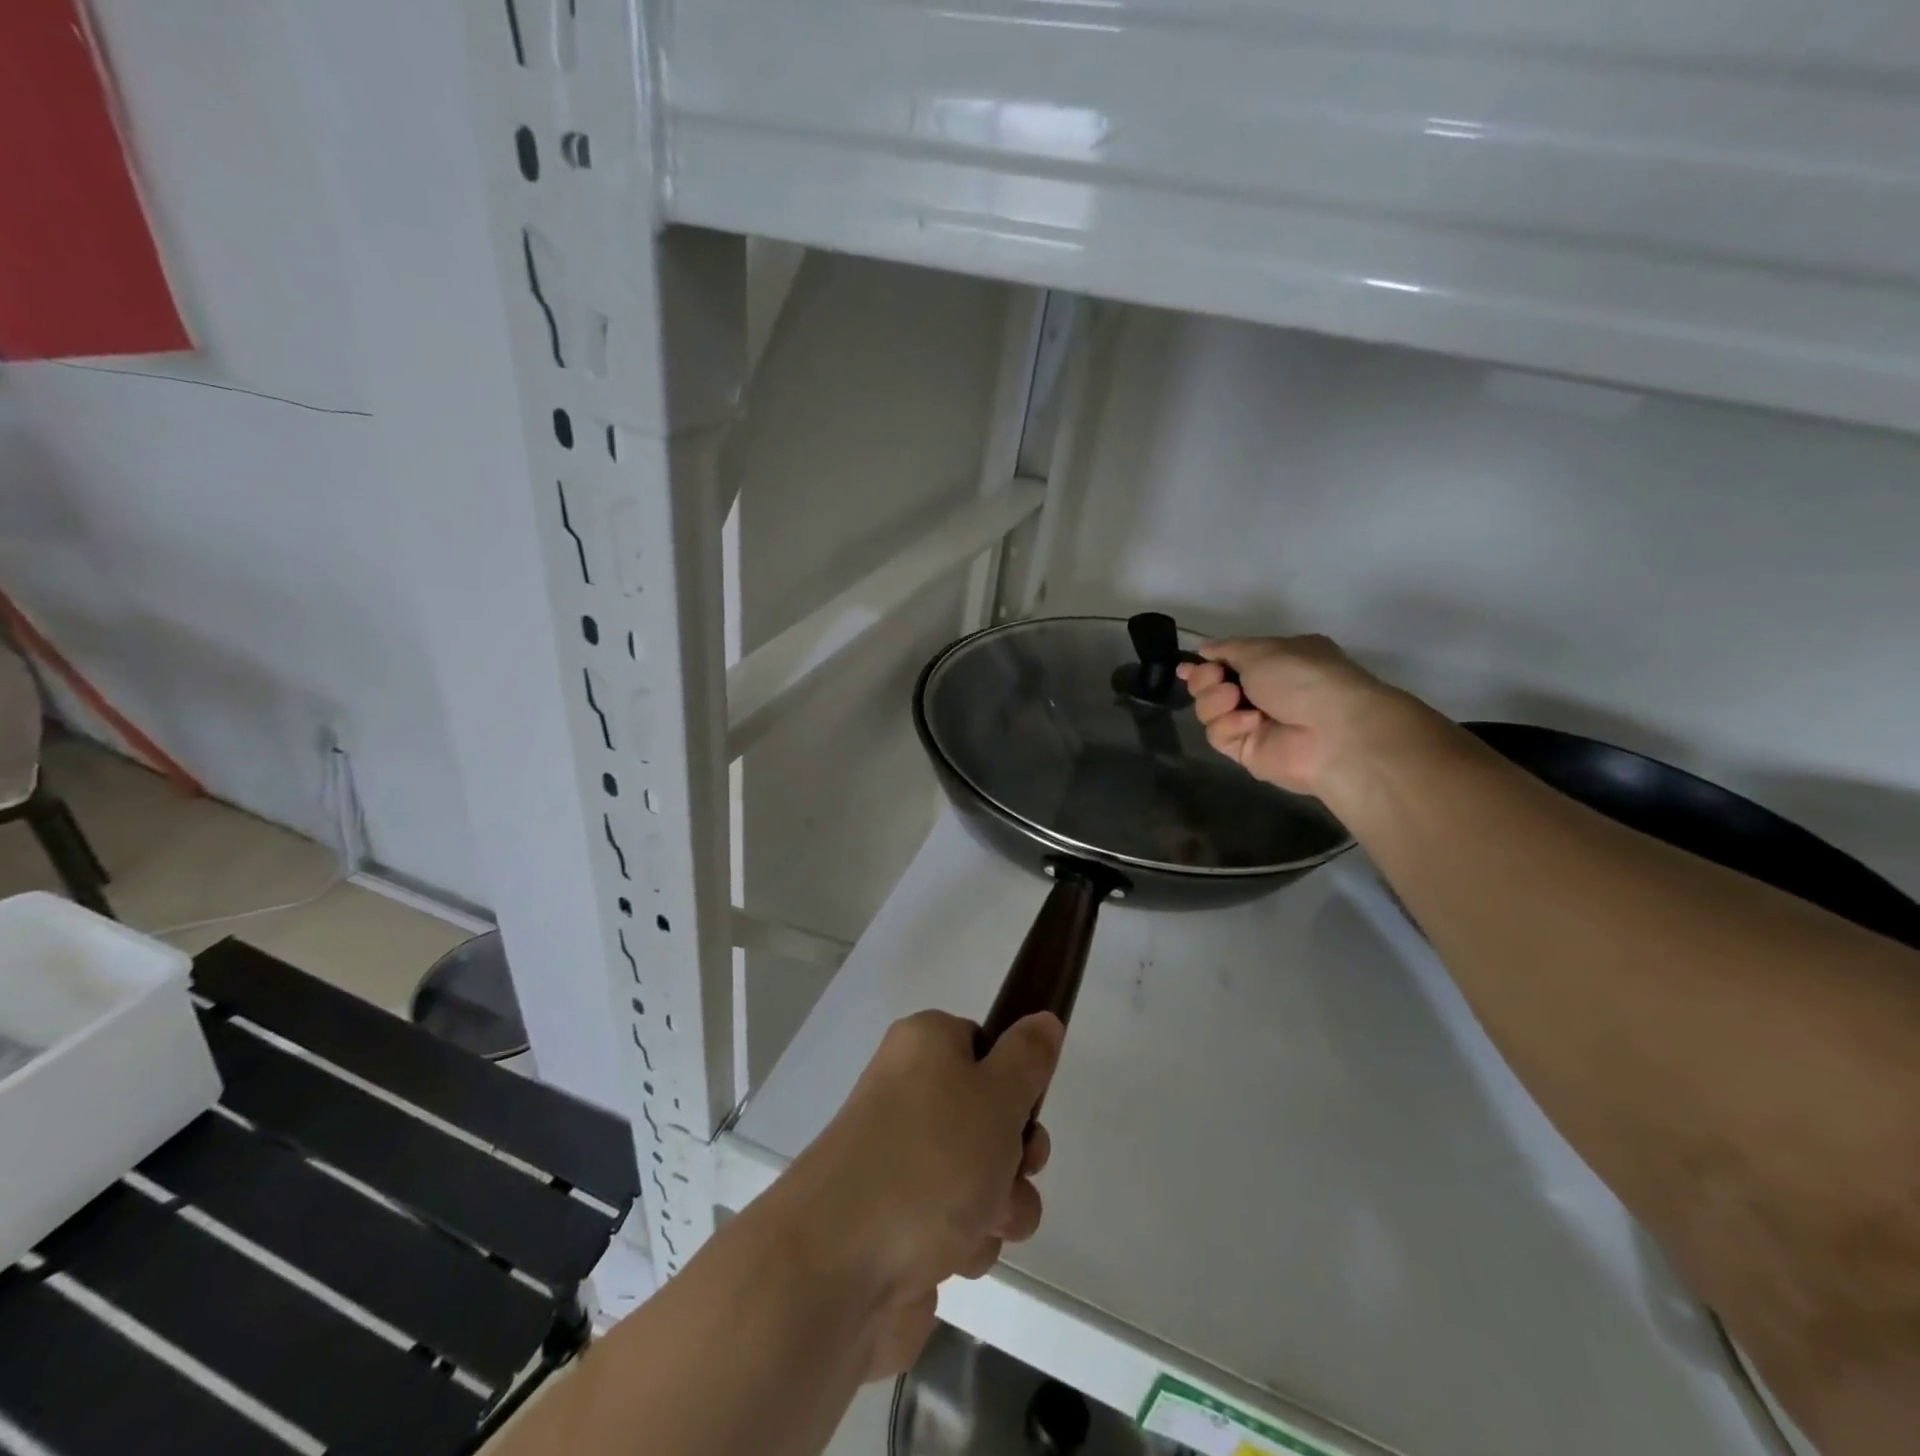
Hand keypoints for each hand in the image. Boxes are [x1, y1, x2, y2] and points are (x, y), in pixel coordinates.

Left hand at [786, 1010, 1062, 1377]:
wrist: (839, 1267)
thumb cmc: (929, 1159)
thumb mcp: (996, 1095)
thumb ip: (1028, 1058)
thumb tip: (1043, 1019)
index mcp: (924, 1046)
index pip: (983, 1044)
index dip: (1014, 1078)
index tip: (1028, 1107)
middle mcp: (908, 1094)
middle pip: (988, 1115)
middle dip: (1016, 1152)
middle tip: (1016, 1166)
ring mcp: (901, 1161)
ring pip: (982, 1175)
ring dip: (999, 1203)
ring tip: (981, 1222)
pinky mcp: (899, 1223)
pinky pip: (957, 1223)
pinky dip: (967, 1240)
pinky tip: (953, 1256)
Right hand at [1177, 634, 1422, 797]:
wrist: (1332, 730)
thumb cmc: (1302, 678)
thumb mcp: (1263, 649)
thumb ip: (1227, 649)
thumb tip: (1204, 649)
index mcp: (1274, 662)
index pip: (1228, 662)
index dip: (1205, 664)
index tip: (1186, 666)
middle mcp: (1263, 692)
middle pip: (1210, 686)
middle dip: (1206, 680)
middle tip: (1217, 679)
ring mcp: (1254, 723)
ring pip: (1208, 710)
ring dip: (1215, 701)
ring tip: (1234, 699)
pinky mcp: (1247, 751)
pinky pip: (1218, 735)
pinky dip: (1230, 725)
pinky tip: (1251, 723)